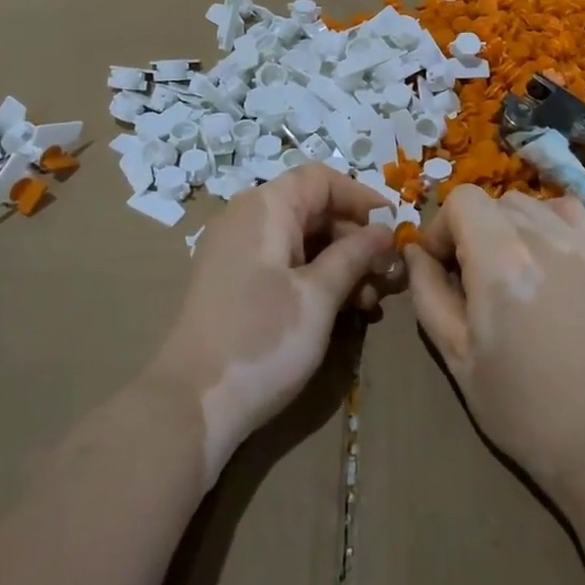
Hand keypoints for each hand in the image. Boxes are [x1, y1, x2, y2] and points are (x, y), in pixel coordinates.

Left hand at [148, 164, 393, 483]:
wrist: (190, 405)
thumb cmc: (262, 339)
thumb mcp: (319, 296)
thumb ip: (355, 255)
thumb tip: (384, 229)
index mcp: (265, 208)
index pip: (321, 179)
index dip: (362, 198)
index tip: (395, 228)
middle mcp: (248, 220)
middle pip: (313, 209)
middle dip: (356, 238)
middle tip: (388, 275)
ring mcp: (237, 253)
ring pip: (302, 241)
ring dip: (341, 264)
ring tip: (370, 302)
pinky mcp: (235, 284)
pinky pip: (284, 265)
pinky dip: (316, 279)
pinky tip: (342, 311)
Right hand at [405, 187, 584, 504]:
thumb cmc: (519, 407)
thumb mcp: (455, 354)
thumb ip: (427, 292)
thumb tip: (415, 253)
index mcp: (500, 261)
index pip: (461, 200)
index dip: (440, 227)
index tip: (440, 267)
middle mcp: (542, 238)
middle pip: (491, 201)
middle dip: (468, 229)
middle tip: (468, 277)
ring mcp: (578, 244)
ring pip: (526, 203)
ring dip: (504, 225)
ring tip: (505, 268)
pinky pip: (567, 211)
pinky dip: (545, 220)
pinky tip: (541, 254)